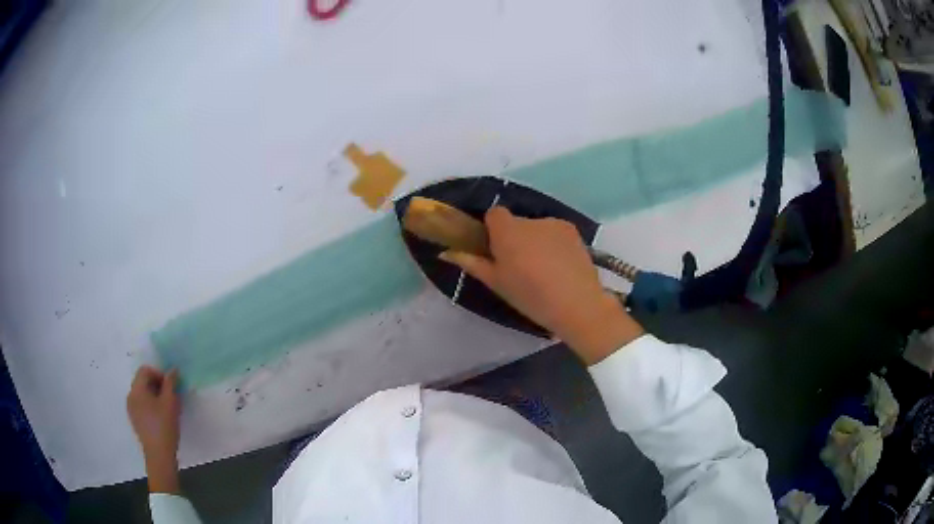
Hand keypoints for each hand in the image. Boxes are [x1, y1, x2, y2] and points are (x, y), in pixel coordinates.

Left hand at [127, 365, 181, 492]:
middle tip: (171, 398)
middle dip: (158, 385)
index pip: (145, 370)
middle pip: (143, 381)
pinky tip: (161, 418)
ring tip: (167, 409)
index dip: (159, 374)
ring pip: (143, 394)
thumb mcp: (171, 403)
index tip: (171, 387)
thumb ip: (171, 383)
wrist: (159, 456)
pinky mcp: (135, 420)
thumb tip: (173, 370)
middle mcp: (131, 396)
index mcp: (137, 390)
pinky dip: (151, 405)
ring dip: (155, 396)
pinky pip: (141, 405)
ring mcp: (131, 409)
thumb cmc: (164, 427)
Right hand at [440, 207, 642, 363]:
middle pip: (516, 222)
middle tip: (519, 267)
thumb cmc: (531, 296)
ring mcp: (555, 224)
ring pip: (536, 228)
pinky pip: (554, 233)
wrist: (577, 304)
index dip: (492, 229)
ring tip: (544, 271)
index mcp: (508, 231)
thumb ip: (472, 263)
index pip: (493, 214)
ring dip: (535, 241)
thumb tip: (446, 253)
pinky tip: (560, 268)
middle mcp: (531, 221)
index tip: (496, 251)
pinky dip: (553, 244)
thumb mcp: (497, 283)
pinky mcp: (573, 231)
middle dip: (514, 238)